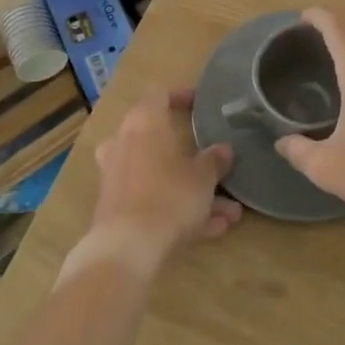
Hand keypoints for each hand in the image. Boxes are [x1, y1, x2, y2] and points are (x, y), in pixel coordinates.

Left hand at [80, 87, 240, 277]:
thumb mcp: (203, 178)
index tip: (200, 104)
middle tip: (216, 164)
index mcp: (144, 123)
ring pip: (160, 176)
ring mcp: (117, 178)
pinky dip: (178, 210)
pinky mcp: (115, 209)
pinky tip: (212, 230)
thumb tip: (222, 149)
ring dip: (192, 191)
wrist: (126, 249)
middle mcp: (124, 144)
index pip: (159, 95)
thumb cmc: (169, 197)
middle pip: (159, 140)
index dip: (180, 96)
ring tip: (229, 212)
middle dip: (192, 156)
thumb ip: (214, 161)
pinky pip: (153, 200)